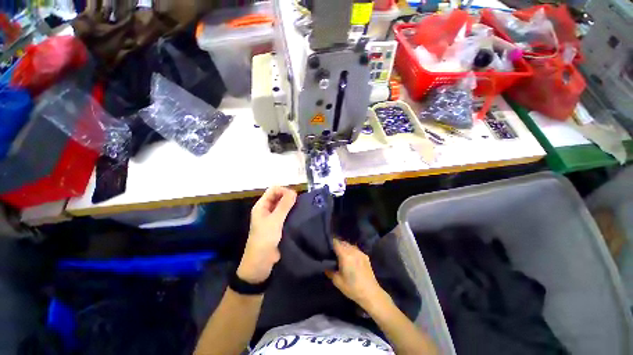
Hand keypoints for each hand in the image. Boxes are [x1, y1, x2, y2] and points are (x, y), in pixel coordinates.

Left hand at [237, 186, 296, 283]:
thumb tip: (294, 192)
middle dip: (288, 197)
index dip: (284, 190)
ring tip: (301, 207)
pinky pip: (285, 214)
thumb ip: (284, 205)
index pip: (273, 190)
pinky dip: (292, 212)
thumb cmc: (265, 239)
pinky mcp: (278, 225)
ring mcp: (272, 217)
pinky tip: (299, 214)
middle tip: (300, 202)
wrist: (260, 262)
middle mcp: (266, 209)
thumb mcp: (275, 221)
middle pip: (278, 196)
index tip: (295, 196)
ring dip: (291, 205)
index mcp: (262, 205)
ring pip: (283, 205)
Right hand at [326, 239, 390, 310]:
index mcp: (345, 255)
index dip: (331, 243)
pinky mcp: (365, 256)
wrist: (371, 293)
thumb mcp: (338, 282)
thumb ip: (330, 272)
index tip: (327, 246)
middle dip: (337, 245)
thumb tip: (325, 268)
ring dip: (345, 247)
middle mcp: (353, 251)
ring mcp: (360, 253)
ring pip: (350, 245)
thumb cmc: (352, 288)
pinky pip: (356, 249)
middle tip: (333, 251)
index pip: (336, 243)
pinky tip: (350, 258)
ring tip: (341, 254)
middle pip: (343, 242)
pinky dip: (351, 250)